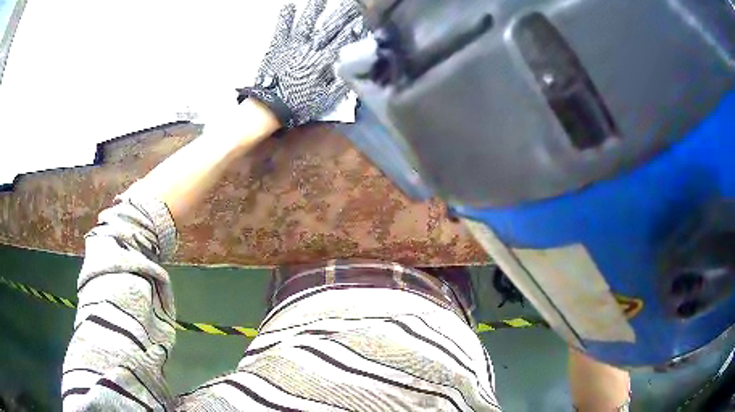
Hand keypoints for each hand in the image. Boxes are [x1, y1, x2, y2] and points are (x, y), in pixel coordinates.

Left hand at [238, 0, 364, 128]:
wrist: (269, 106)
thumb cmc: (299, 104)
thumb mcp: (327, 98)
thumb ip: (342, 81)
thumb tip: (355, 66)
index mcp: (325, 60)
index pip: (345, 40)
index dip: (356, 28)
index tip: (365, 18)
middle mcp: (311, 47)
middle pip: (330, 27)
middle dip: (343, 14)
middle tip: (353, 3)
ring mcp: (293, 45)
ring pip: (307, 23)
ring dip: (315, 9)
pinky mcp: (278, 46)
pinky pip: (282, 29)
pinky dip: (285, 17)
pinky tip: (288, 6)